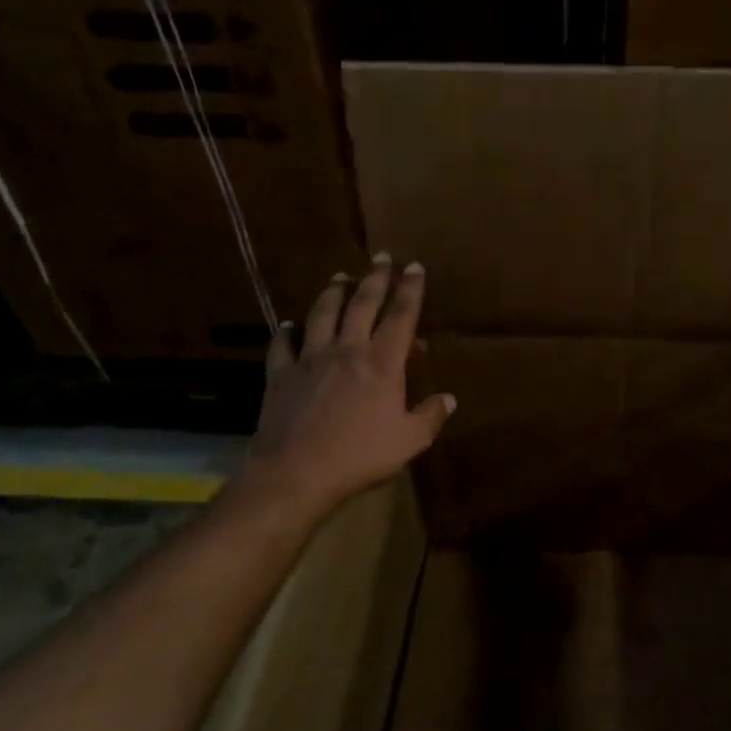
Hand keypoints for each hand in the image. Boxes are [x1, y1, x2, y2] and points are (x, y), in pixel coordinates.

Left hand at [239, 254, 455, 517]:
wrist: (297, 472)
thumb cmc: (360, 456)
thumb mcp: (409, 441)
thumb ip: (430, 416)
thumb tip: (449, 398)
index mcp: (382, 362)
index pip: (401, 315)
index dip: (410, 289)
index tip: (414, 267)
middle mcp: (347, 349)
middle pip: (363, 304)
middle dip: (375, 278)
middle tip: (381, 258)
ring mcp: (310, 359)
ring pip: (322, 314)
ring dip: (333, 292)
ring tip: (340, 276)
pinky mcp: (281, 374)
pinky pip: (283, 344)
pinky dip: (287, 331)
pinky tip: (289, 325)